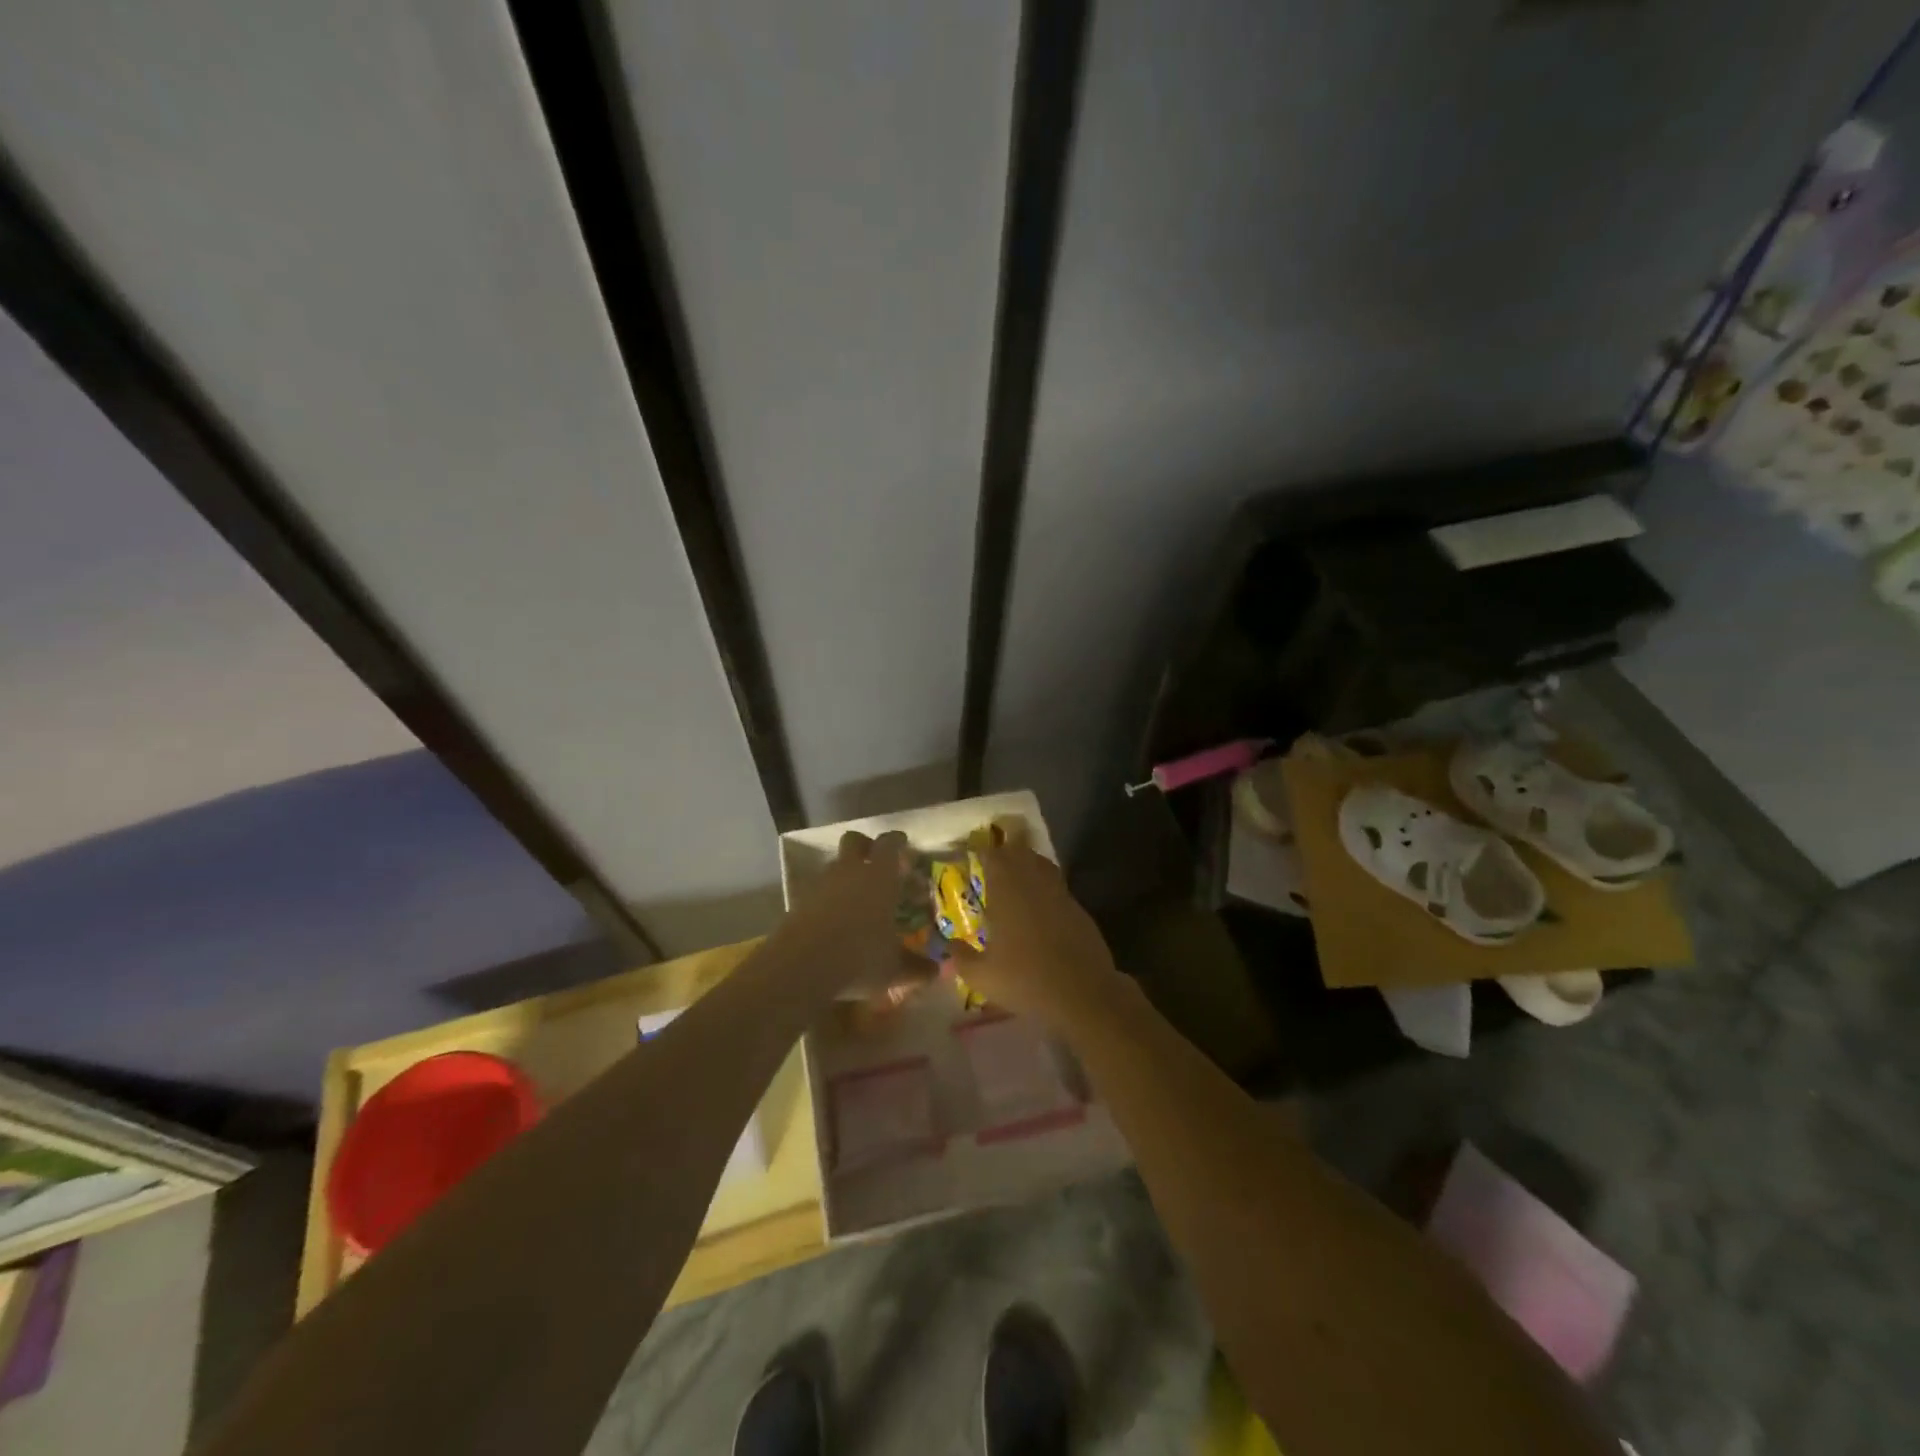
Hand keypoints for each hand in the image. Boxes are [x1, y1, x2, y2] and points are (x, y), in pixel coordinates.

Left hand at [770, 831, 920, 996]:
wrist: (800, 967)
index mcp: (879, 876)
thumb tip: (936, 971)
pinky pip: (818, 889)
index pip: (889, 843)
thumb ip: (917, 967)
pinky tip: (834, 918)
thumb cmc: (859, 957)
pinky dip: (827, 896)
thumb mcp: (894, 968)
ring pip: (834, 864)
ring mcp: (821, 884)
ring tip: (856, 895)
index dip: (897, 841)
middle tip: (876, 861)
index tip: (903, 843)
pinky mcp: (799, 901)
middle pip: (854, 841)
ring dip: (845, 872)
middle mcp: (850, 871)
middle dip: (865, 846)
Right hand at [956, 843, 1124, 1030]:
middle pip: (1020, 852)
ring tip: (1016, 875)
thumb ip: (961, 957)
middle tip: (993, 861)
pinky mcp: (1078, 908)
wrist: (1083, 993)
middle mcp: (1033, 883)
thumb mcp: (982, 976)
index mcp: (1006, 891)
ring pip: (1041, 864)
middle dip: (1005, 852)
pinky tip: (1040, 904)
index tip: (973, 854)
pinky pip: (1057, 885)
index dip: (982, 851)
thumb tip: (950, 945)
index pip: (993, 856)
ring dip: (1027, 863)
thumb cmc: (1025, 979)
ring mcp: (1059, 893)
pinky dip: (1045, 885)